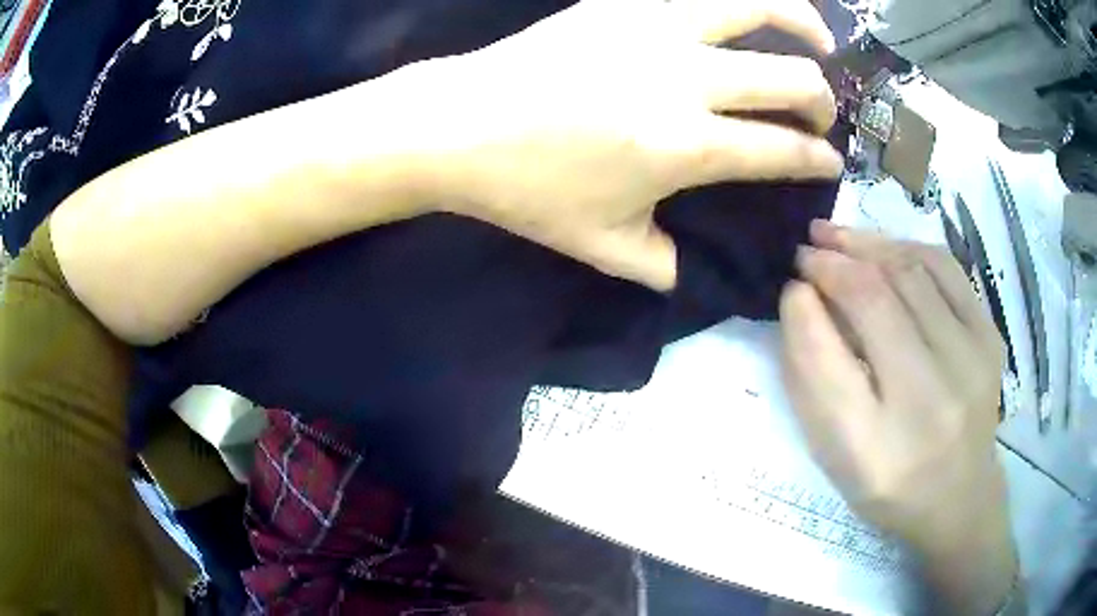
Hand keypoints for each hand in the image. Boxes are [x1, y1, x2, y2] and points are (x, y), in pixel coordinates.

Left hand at [405, 0, 842, 290]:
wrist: (457, 125)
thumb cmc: (526, 190)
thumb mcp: (602, 246)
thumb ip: (663, 265)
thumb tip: (693, 270)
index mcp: (687, 145)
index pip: (782, 151)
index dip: (818, 159)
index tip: (831, 163)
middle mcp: (686, 78)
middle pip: (790, 80)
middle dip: (821, 102)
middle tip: (820, 115)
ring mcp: (654, 28)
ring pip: (754, 5)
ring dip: (800, 20)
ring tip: (819, 38)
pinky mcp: (621, 2)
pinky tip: (743, 9)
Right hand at [780, 221, 1006, 548]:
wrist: (958, 496)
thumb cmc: (887, 482)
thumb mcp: (835, 451)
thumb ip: (812, 376)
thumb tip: (800, 297)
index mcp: (875, 447)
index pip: (828, 357)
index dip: (804, 306)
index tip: (790, 283)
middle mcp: (929, 400)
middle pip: (875, 300)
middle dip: (833, 262)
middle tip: (806, 249)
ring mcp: (969, 363)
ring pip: (911, 271)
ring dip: (867, 245)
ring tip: (837, 237)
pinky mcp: (990, 338)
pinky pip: (946, 269)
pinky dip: (908, 248)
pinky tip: (885, 249)